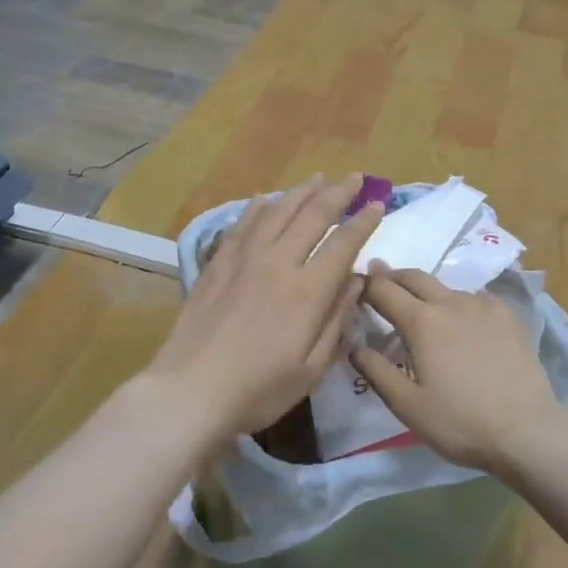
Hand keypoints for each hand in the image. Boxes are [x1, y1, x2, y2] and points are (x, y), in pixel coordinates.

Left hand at [147, 175, 381, 439]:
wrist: (191, 389)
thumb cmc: (259, 389)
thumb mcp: (311, 369)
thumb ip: (337, 321)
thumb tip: (356, 281)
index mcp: (307, 291)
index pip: (343, 244)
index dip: (363, 223)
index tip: (376, 205)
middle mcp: (278, 263)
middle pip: (312, 217)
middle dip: (337, 194)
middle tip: (354, 178)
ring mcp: (243, 260)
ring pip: (276, 212)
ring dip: (300, 192)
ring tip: (317, 179)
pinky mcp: (217, 264)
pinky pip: (242, 225)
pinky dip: (257, 208)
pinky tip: (264, 199)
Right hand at [350, 264, 565, 473]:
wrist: (527, 431)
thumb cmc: (460, 422)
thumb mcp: (407, 405)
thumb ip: (376, 371)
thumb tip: (353, 345)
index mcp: (421, 322)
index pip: (383, 290)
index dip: (364, 285)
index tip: (352, 286)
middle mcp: (450, 303)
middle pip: (414, 276)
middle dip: (392, 276)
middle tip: (378, 280)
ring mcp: (483, 306)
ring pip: (445, 287)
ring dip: (425, 291)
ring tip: (420, 307)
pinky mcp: (508, 316)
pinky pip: (475, 297)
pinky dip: (458, 301)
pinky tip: (462, 319)